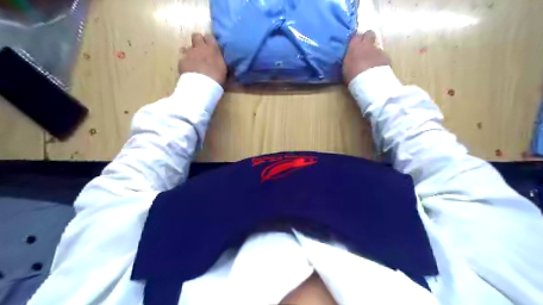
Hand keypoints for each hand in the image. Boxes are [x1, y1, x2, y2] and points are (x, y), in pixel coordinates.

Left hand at [180, 34, 226, 85]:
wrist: (202, 85)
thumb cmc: (217, 78)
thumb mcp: (223, 69)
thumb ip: (221, 61)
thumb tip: (221, 61)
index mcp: (212, 49)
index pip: (210, 36)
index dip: (209, 41)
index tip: (210, 46)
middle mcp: (200, 47)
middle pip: (196, 36)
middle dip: (197, 41)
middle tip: (200, 50)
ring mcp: (189, 53)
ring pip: (186, 47)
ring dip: (189, 52)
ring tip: (192, 61)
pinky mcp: (181, 61)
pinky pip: (182, 59)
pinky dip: (185, 63)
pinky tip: (188, 70)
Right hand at [343, 29, 390, 84]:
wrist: (370, 82)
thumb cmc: (353, 76)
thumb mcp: (346, 67)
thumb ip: (349, 58)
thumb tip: (350, 56)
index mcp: (355, 46)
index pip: (355, 35)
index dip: (356, 39)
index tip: (354, 44)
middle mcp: (367, 45)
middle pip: (369, 34)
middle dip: (367, 38)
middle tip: (364, 46)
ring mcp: (378, 50)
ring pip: (376, 47)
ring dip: (374, 52)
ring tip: (371, 62)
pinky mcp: (386, 58)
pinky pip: (383, 56)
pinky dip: (380, 61)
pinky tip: (378, 68)